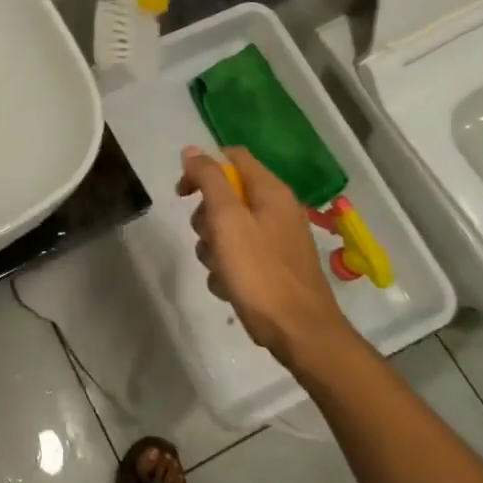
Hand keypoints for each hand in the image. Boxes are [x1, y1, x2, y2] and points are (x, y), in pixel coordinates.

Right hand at [177, 146, 354, 366]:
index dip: (202, 169)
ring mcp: (276, 239)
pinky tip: (229, 287)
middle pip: (226, 195)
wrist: (300, 333)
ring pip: (227, 229)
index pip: (232, 157)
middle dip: (206, 217)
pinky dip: (227, 268)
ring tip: (219, 269)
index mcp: (270, 191)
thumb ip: (209, 180)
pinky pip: (238, 255)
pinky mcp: (273, 266)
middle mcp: (276, 209)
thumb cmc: (261, 272)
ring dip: (213, 247)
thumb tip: (192, 150)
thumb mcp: (228, 220)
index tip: (182, 194)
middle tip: (208, 238)